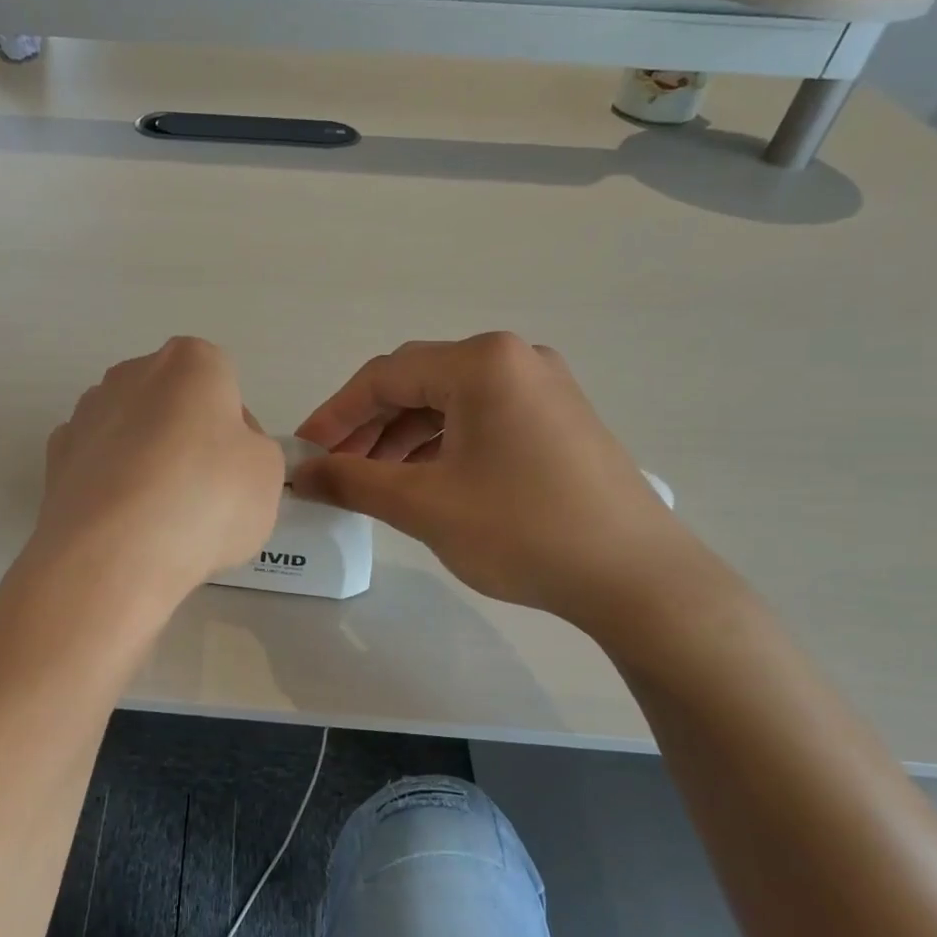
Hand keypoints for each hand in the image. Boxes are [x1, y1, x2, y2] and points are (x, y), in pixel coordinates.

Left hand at [33, 338, 283, 599]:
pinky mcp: (54, 458)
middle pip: (171, 403)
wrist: (114, 554)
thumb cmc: (206, 500)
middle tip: (202, 494)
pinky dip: (109, 486)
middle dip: (185, 438)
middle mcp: (131, 373)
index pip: (223, 384)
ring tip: (158, 520)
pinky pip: (96, 466)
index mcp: (190, 363)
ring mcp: (85, 414)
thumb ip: (252, 450)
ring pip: (129, 433)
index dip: (234, 429)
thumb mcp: (266, 474)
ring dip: (143, 462)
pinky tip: (121, 525)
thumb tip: (223, 453)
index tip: (235, 470)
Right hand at [292, 333, 712, 629]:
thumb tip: (299, 474)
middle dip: (368, 427)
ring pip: (448, 403)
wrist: (636, 577)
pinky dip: (442, 445)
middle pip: (417, 384)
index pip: (384, 377)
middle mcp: (514, 359)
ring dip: (402, 438)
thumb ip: (351, 481)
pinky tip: (423, 481)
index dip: (335, 415)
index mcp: (481, 362)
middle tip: (335, 470)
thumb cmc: (521, 530)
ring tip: (373, 482)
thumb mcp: (423, 505)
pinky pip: (481, 419)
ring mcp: (543, 387)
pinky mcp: (558, 419)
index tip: (304, 452)